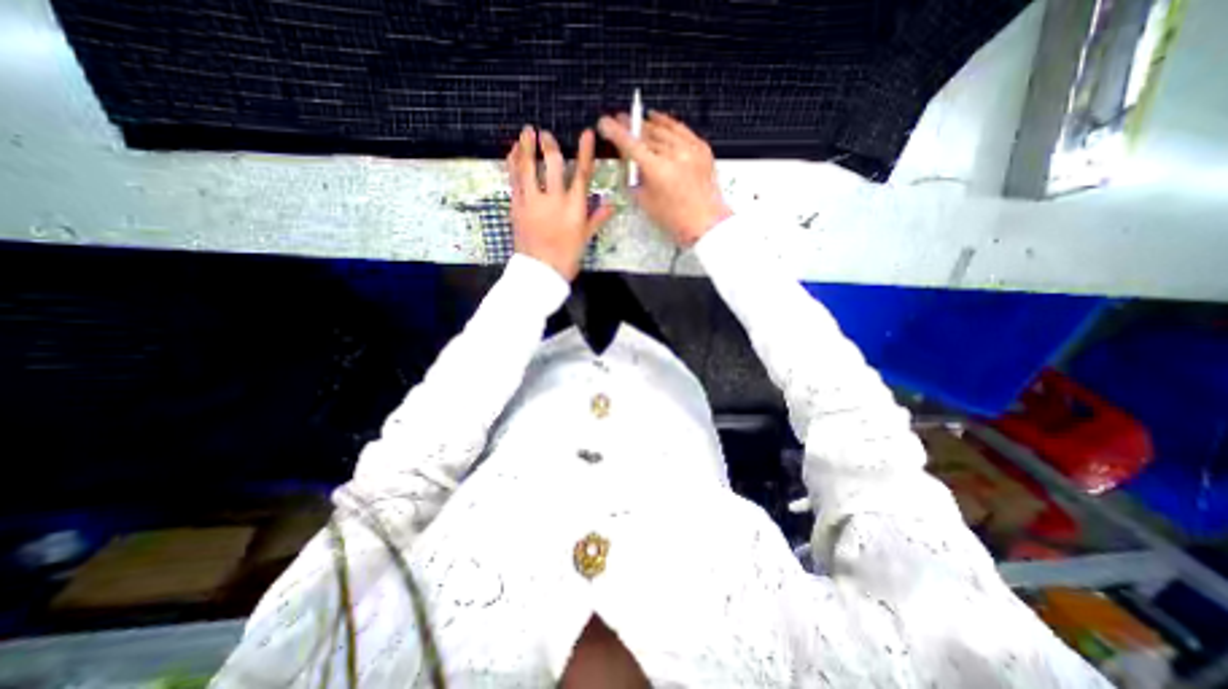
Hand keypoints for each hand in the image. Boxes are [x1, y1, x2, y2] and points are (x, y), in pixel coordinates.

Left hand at [505, 125, 611, 280]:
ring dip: (527, 147)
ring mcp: (533, 202)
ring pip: (529, 168)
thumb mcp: (585, 239)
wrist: (540, 272)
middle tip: (545, 134)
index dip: (585, 152)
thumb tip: (611, 204)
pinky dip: (513, 164)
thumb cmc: (566, 257)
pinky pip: (514, 180)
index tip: (586, 133)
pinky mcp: (517, 206)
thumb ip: (597, 218)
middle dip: (550, 146)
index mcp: (574, 208)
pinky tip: (513, 153)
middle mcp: (554, 200)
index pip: (582, 174)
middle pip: (553, 165)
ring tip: (526, 131)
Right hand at [600, 113, 732, 249]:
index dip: (615, 132)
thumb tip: (626, 160)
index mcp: (657, 169)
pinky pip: (681, 129)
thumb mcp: (645, 201)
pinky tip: (659, 120)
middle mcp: (673, 153)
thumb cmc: (673, 218)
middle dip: (631, 126)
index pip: (630, 144)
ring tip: (637, 120)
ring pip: (663, 129)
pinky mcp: (701, 148)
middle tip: (619, 119)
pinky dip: (668, 123)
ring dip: (648, 124)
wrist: (705, 222)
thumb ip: (634, 178)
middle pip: (646, 133)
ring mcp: (689, 148)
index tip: (605, 122)